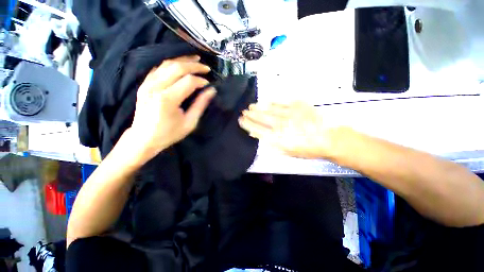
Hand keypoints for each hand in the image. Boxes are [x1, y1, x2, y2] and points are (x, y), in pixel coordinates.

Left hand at [128, 55, 215, 162]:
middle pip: (177, 68)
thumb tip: (211, 91)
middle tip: (206, 67)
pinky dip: (171, 64)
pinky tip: (179, 64)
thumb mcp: (189, 123)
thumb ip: (200, 105)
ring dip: (182, 60)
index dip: (201, 80)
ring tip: (195, 59)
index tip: (209, 84)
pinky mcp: (144, 84)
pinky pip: (158, 68)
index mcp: (167, 100)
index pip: (188, 82)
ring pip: (167, 64)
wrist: (143, 138)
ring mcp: (147, 84)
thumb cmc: (169, 134)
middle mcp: (155, 87)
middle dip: (194, 65)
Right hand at [238, 102, 338, 158]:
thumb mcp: (287, 152)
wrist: (329, 139)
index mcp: (278, 138)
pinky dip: (273, 103)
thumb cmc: (307, 149)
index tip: (241, 121)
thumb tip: (259, 135)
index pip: (258, 130)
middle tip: (243, 112)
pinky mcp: (298, 106)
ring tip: (250, 106)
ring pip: (269, 110)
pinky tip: (267, 102)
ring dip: (258, 108)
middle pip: (261, 119)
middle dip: (250, 115)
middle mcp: (281, 125)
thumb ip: (272, 143)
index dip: (248, 125)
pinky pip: (282, 103)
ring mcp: (289, 114)